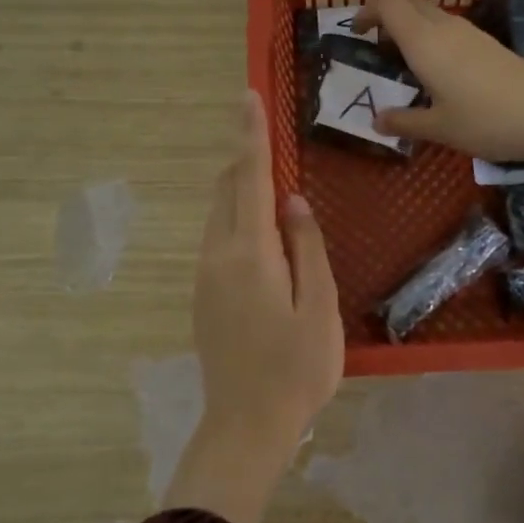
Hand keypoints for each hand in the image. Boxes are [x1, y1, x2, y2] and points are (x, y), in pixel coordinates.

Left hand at [166, 91, 343, 522]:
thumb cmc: (296, 370)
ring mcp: (205, 277)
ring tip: (269, 182)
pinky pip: (218, 240)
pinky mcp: (204, 296)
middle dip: (244, 158)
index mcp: (250, 253)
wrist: (245, 426)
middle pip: (226, 191)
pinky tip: (262, 234)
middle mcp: (218, 256)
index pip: (248, 179)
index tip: (247, 96)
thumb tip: (293, 201)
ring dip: (239, 190)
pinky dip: (236, 219)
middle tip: (267, 136)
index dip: (250, 136)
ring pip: (219, 215)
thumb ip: (307, 248)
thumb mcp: (320, 308)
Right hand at [353, 0, 523, 202]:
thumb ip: (404, 122)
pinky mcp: (489, 44)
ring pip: (431, 15)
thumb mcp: (439, 128)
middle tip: (378, 50)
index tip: (357, 33)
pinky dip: (433, 39)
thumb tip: (376, 121)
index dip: (367, 11)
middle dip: (387, 18)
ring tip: (405, 66)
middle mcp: (446, 27)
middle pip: (409, 3)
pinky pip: (450, 29)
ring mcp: (471, 33)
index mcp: (425, 41)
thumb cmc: (486, 120)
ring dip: (412, 29)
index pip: (388, 3)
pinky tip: (438, 74)